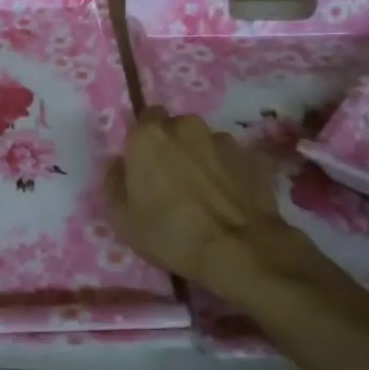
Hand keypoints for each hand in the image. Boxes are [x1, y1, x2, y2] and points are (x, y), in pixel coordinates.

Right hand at [105, 108, 309, 296]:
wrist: (238, 250)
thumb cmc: (170, 233)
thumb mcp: (121, 219)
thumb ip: (113, 183)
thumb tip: (117, 164)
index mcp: (150, 135)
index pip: (145, 119)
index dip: (145, 140)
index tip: (145, 165)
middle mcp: (187, 127)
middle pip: (176, 128)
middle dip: (174, 147)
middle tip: (173, 180)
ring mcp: (225, 140)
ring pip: (207, 143)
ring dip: (203, 159)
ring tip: (206, 193)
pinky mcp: (255, 157)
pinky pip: (236, 160)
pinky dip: (232, 173)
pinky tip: (232, 198)